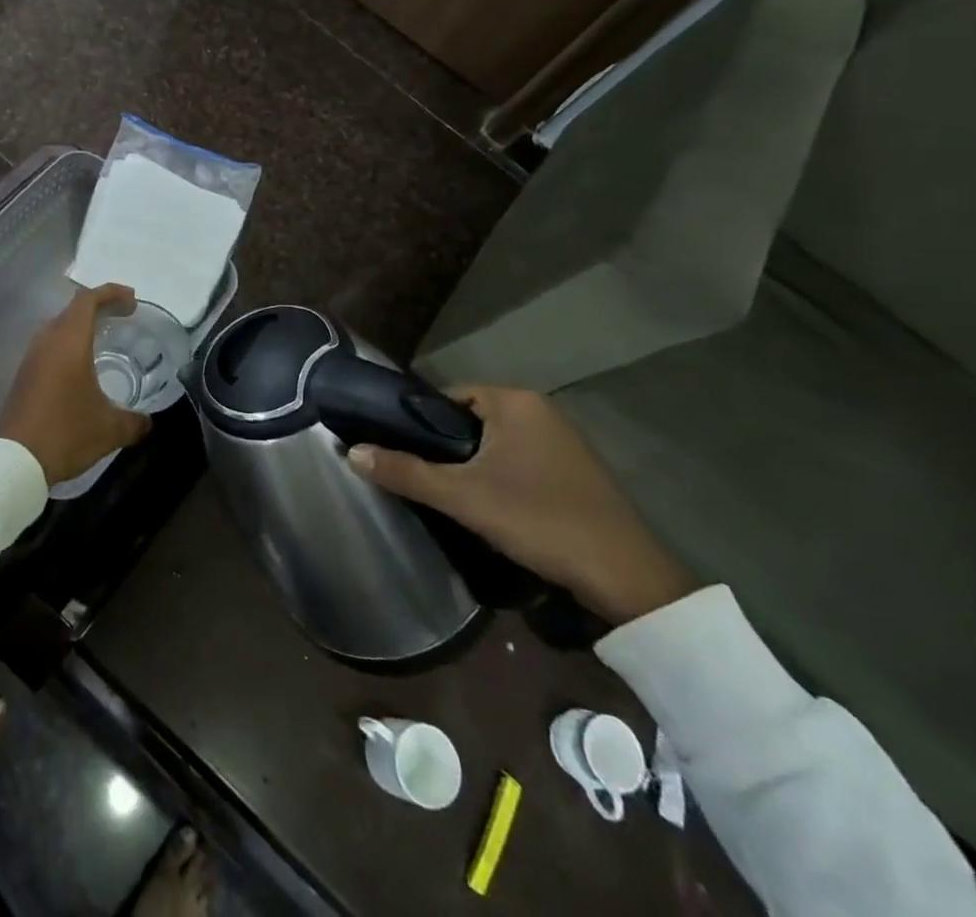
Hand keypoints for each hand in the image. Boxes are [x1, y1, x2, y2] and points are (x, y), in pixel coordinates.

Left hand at [0, 283, 151, 485]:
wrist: (15, 461)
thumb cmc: (67, 433)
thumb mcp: (110, 429)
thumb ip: (134, 421)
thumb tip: (147, 421)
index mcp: (69, 342)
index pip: (88, 301)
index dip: (111, 293)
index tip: (132, 299)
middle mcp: (47, 342)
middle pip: (72, 309)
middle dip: (99, 307)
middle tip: (123, 315)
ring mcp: (31, 358)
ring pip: (58, 327)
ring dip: (80, 326)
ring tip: (103, 337)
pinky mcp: (23, 376)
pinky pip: (49, 347)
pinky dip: (68, 344)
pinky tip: (80, 367)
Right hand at [347, 386, 698, 624]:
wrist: (626, 577)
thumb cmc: (538, 518)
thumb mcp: (462, 496)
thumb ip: (405, 471)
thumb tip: (350, 451)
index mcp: (515, 400)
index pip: (446, 397)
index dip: (418, 423)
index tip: (399, 451)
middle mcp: (540, 410)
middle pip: (469, 420)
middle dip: (445, 449)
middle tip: (422, 479)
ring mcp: (563, 441)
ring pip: (495, 444)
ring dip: (472, 466)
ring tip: (450, 496)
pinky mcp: (575, 472)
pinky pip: (519, 461)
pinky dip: (500, 478)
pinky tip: (491, 508)